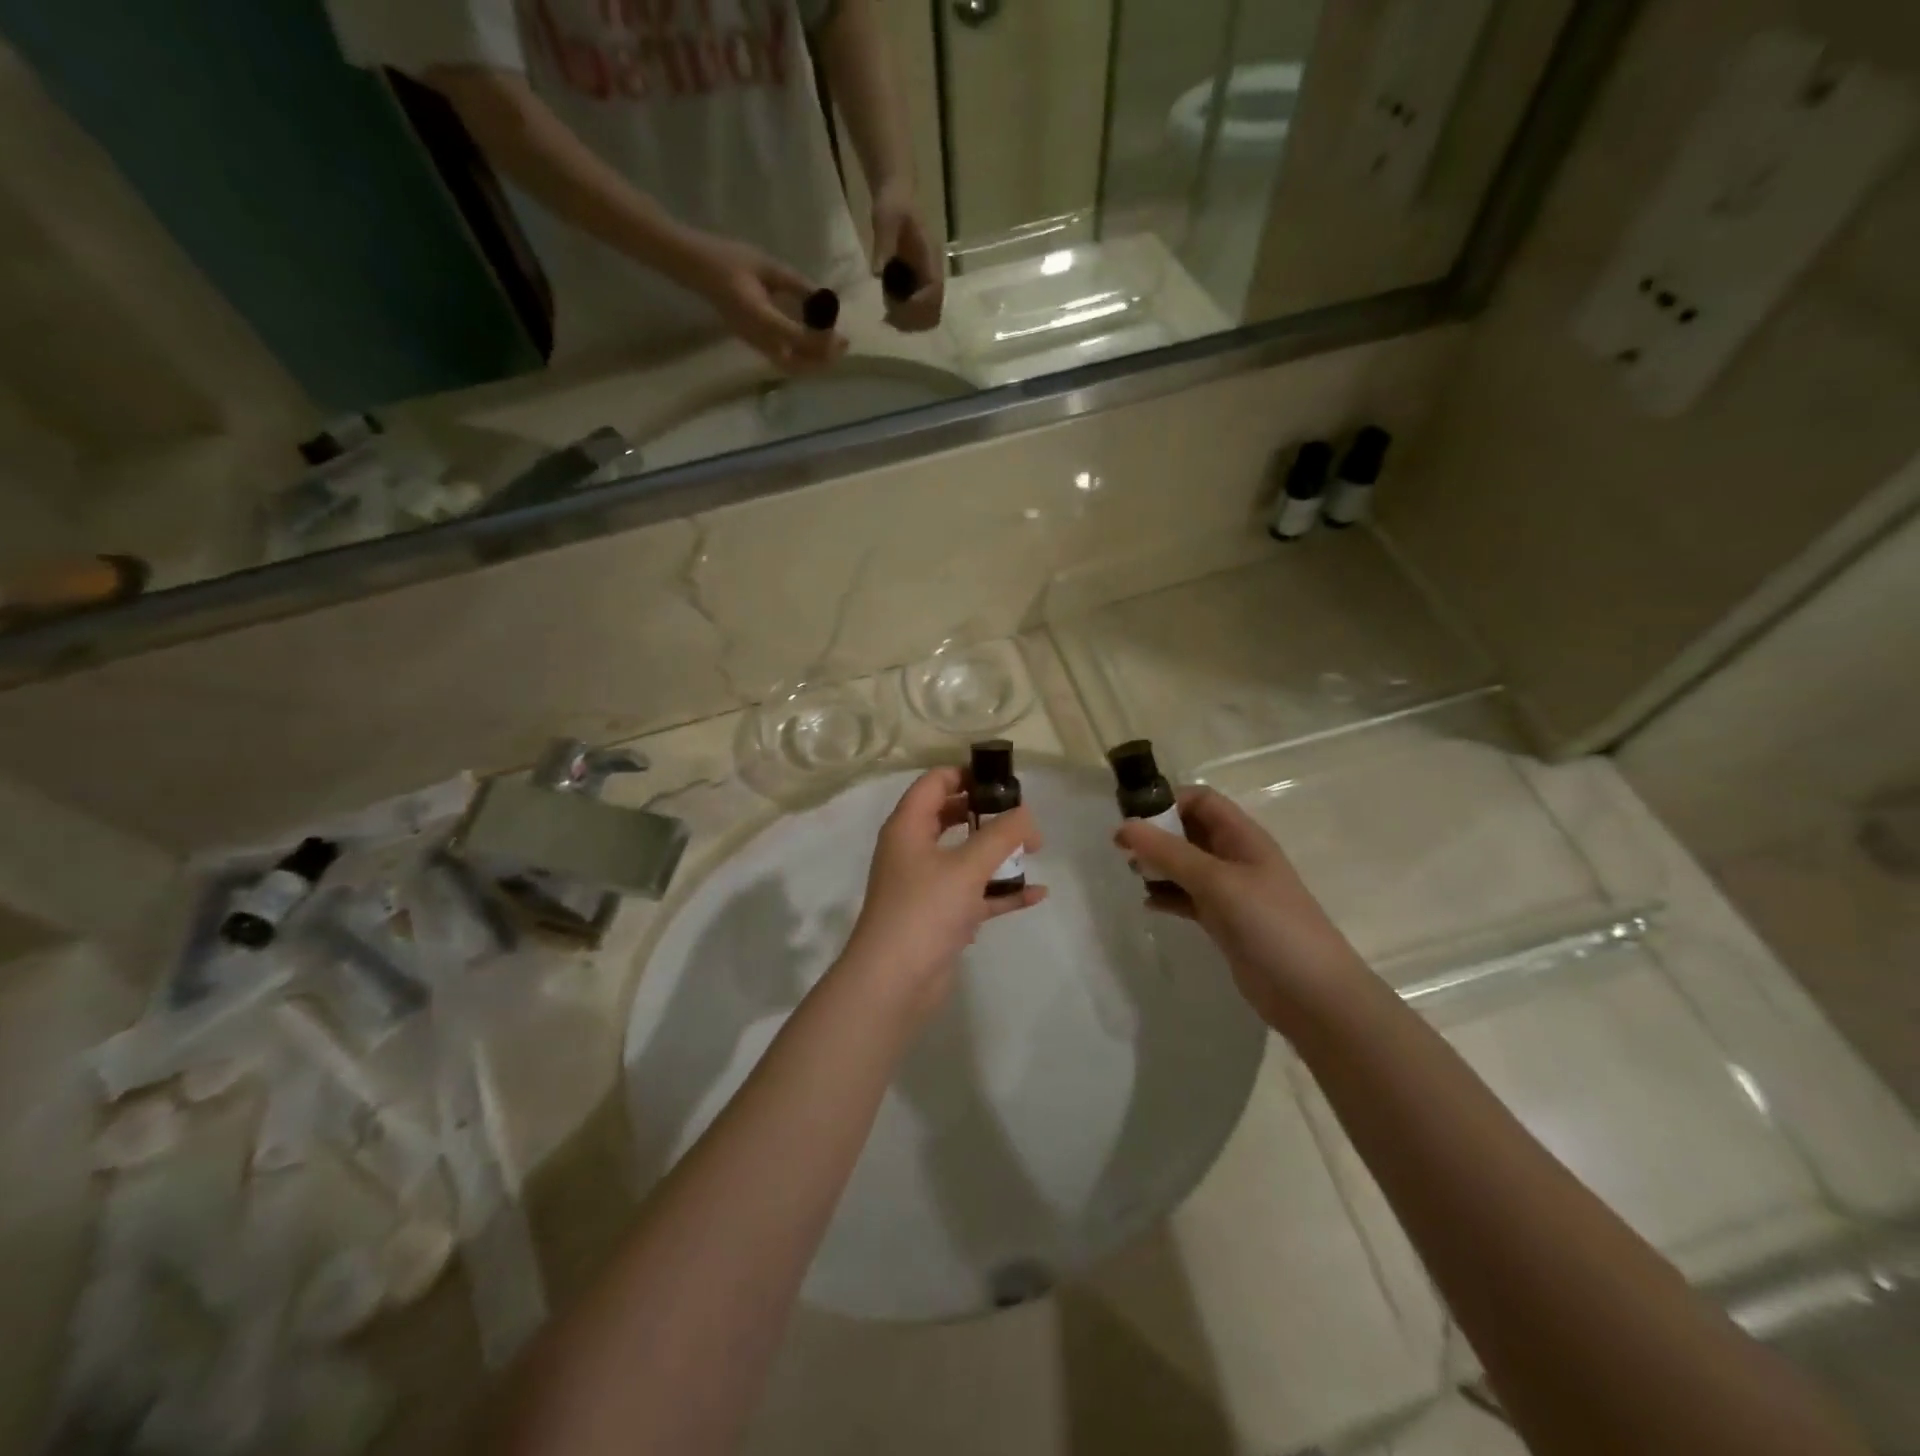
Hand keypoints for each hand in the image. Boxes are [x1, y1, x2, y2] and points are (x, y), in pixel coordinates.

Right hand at [683, 233, 847, 370]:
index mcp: (760, 317)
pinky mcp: (754, 343)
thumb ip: (796, 285)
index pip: (799, 339)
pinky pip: (783, 360)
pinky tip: (813, 343)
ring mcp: (755, 344)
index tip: (842, 334)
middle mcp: (758, 338)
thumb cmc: (729, 259)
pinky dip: (802, 358)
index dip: (824, 341)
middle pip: (797, 365)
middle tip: (843, 344)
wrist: (696, 267)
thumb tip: (824, 299)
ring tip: (832, 347)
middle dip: (823, 360)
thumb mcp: (768, 266)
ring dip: (813, 363)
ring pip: (790, 367)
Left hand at [841, 767, 1045, 1016]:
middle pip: (950, 816)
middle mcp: (913, 850)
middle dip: (987, 812)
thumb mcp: (967, 866)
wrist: (893, 982)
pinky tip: (1036, 893)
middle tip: (1022, 815)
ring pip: (965, 856)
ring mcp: (926, 885)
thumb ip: (1002, 835)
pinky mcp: (940, 916)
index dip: (967, 774)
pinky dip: (1001, 892)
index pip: (934, 782)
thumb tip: (1026, 814)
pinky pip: (975, 894)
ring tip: (1035, 849)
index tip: (1004, 780)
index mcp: (908, 827)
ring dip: (997, 853)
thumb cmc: (924, 910)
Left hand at [871, 183, 944, 332]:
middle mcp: (932, 272)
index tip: (897, 307)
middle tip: (890, 317)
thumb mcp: (885, 219)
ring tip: (887, 313)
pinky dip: (904, 313)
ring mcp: (926, 279)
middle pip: (934, 310)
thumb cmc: (892, 203)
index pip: (934, 292)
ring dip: (909, 319)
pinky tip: (888, 305)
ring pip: (926, 313)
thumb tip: (877, 273)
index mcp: (930, 258)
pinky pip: (917, 307)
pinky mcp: (917, 281)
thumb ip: (883, 245)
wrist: (895, 193)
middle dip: (914, 318)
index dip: (919, 306)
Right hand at [1116, 786, 1368, 1031]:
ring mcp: (1230, 892)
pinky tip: (1148, 905)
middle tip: (1122, 850)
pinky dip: (1166, 896)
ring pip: (1185, 865)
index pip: (1201, 800)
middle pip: (1190, 831)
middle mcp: (1236, 857)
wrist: (1312, 994)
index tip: (1133, 819)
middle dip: (1156, 834)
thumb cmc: (1270, 925)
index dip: (1168, 802)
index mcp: (1243, 837)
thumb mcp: (1217, 881)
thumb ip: (1169, 853)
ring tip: (1132, 876)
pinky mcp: (1223, 922)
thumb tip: (1124, 826)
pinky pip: (1187, 898)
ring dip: (1158, 865)